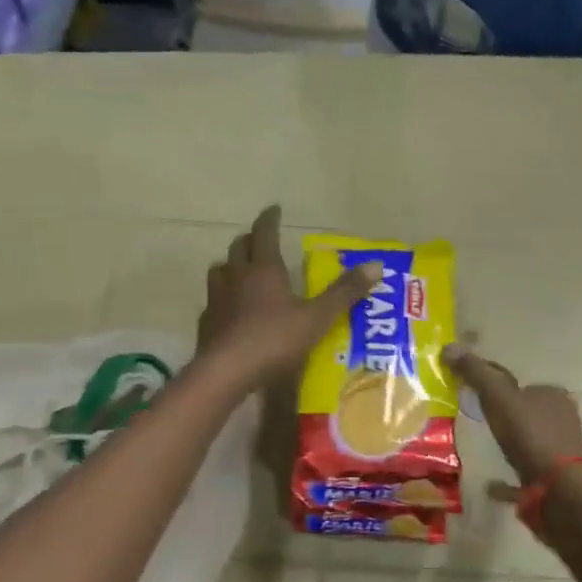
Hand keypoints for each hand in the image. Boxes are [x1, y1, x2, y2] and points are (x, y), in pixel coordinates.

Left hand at [198, 206, 378, 387]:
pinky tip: (229, 309)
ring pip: (220, 270)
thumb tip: (376, 265)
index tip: (274, 209)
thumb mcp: (317, 318)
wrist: (226, 371)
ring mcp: (217, 298)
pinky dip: (222, 297)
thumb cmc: (274, 340)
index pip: (265, 233)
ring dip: (231, 265)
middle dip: (251, 239)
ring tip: (241, 270)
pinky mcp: (206, 322)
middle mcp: (236, 276)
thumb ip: (345, 292)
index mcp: (264, 269)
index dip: (270, 219)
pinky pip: (213, 300)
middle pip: (239, 247)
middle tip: (261, 239)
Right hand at [442, 344, 581, 487]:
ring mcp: (562, 449)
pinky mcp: (557, 477)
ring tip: (484, 446)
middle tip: (476, 419)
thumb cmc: (530, 436)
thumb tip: (449, 347)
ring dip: (508, 441)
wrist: (560, 488)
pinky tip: (490, 484)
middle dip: (503, 414)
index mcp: (552, 395)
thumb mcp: (498, 398)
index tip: (471, 393)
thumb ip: (476, 373)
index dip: (494, 385)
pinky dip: (509, 476)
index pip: (518, 383)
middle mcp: (561, 418)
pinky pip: (526, 471)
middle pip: (525, 411)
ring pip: (528, 440)